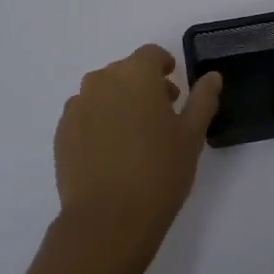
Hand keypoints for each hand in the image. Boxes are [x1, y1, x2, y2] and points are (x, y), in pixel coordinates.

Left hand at [52, 44, 222, 273]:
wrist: (108, 218)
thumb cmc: (160, 171)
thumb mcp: (192, 134)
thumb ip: (202, 99)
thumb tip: (211, 77)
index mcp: (135, 74)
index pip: (150, 55)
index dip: (164, 66)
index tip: (175, 88)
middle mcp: (101, 81)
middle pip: (125, 71)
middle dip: (143, 85)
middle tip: (162, 116)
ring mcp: (77, 107)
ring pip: (102, 93)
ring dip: (119, 102)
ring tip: (135, 136)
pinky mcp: (61, 133)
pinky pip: (85, 115)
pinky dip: (99, 122)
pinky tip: (112, 152)